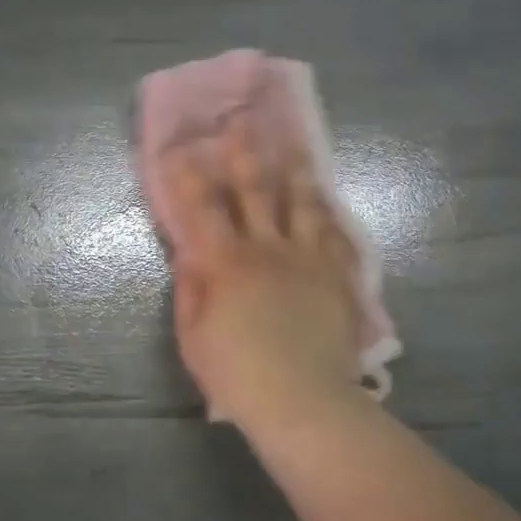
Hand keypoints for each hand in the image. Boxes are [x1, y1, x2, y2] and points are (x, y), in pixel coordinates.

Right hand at [163, 122, 366, 430]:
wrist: (305, 401)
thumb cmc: (238, 374)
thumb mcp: (194, 336)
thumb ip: (191, 289)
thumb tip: (188, 252)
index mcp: (227, 262)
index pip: (202, 208)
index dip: (189, 176)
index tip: (182, 148)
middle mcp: (267, 248)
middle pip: (256, 189)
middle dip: (246, 151)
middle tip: (244, 119)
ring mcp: (308, 258)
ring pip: (302, 201)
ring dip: (295, 168)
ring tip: (294, 141)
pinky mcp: (338, 274)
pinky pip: (336, 234)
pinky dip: (329, 212)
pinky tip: (328, 197)